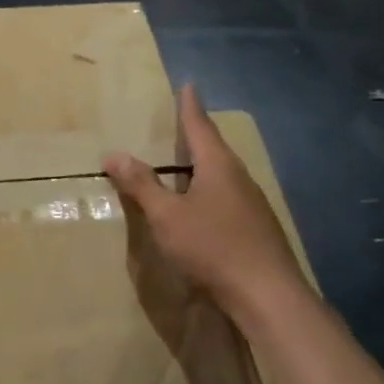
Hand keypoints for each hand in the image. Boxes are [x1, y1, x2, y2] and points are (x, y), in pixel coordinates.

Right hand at [104, 84, 307, 322]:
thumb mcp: (167, 216)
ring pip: (223, 175)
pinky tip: (203, 207)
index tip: (189, 85)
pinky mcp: (258, 229)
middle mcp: (240, 179)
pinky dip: (210, 191)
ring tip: (187, 164)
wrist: (270, 297)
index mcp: (218, 167)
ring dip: (203, 166)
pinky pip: (228, 197)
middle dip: (197, 135)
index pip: (200, 127)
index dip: (190, 107)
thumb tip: (113, 154)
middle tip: (181, 122)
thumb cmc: (213, 248)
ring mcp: (253, 205)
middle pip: (215, 149)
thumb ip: (141, 185)